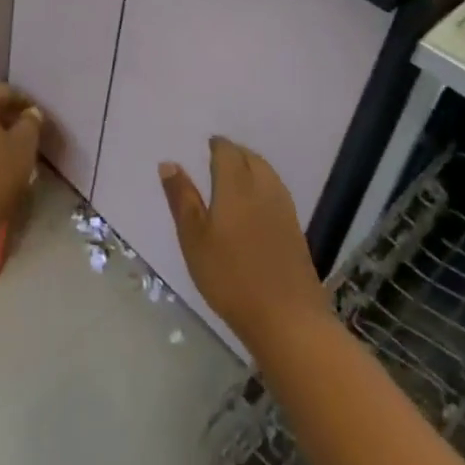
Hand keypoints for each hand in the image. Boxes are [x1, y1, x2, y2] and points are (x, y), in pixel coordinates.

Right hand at [160, 138, 329, 351]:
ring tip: (235, 178)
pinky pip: (276, 192)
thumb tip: (169, 163)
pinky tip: (254, 206)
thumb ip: (182, 198)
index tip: (206, 146)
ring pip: (267, 174)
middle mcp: (264, 189)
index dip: (217, 146)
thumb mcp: (194, 238)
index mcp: (236, 185)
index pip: (228, 152)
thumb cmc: (230, 276)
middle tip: (217, 159)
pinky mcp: (295, 230)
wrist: (287, 318)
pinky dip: (263, 186)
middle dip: (235, 153)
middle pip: (251, 158)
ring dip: (251, 167)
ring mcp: (284, 210)